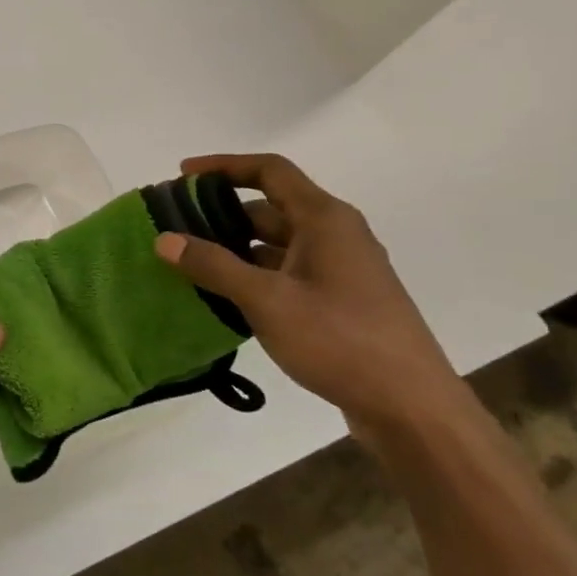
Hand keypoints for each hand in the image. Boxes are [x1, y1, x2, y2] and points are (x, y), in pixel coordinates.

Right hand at [154, 153, 467, 446]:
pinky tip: (225, 297)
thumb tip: (164, 239)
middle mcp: (335, 235)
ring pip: (277, 244)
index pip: (269, 170)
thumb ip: (213, 266)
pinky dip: (254, 275)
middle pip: (270, 207)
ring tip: (191, 263)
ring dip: (236, 248)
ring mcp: (340, 270)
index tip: (183, 174)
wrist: (412, 410)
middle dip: (222, 213)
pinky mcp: (340, 302)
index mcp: (324, 219)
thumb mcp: (266, 300)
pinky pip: (287, 273)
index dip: (224, 166)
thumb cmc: (340, 340)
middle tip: (178, 227)